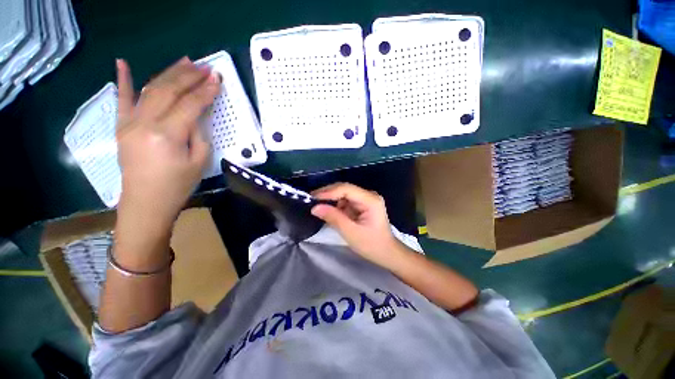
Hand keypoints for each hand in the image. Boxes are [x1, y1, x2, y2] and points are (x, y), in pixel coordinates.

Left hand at [115, 57, 219, 229]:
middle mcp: (144, 123)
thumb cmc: (178, 185)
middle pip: (168, 91)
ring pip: (150, 89)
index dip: (205, 91)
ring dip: (169, 74)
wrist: (146, 202)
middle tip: (205, 67)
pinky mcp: (121, 127)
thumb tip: (196, 115)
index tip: (217, 79)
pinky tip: (122, 63)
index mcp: (167, 135)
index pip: (190, 105)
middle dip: (188, 76)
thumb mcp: (199, 161)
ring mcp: (128, 123)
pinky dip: (122, 80)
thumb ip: (198, 134)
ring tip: (184, 62)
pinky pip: (121, 100)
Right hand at [311, 183, 398, 264]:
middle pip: (344, 189)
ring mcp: (365, 199)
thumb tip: (315, 207)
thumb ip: (333, 218)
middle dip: (327, 194)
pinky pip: (346, 201)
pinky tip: (327, 210)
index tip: (312, 198)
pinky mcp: (362, 205)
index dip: (328, 192)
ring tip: (316, 205)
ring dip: (330, 200)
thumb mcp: (351, 233)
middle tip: (311, 200)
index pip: (346, 189)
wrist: (386, 253)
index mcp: (370, 200)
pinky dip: (335, 205)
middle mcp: (368, 195)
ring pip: (343, 194)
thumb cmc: (371, 245)